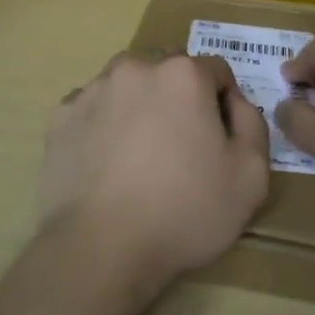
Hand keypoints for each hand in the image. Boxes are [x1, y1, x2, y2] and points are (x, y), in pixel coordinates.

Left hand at [38, 52, 269, 297]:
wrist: (101, 247)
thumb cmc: (184, 211)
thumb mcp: (250, 176)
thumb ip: (252, 124)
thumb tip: (235, 102)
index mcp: (183, 74)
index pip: (216, 70)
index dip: (225, 102)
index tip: (221, 139)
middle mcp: (135, 67)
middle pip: (169, 69)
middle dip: (181, 96)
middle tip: (182, 145)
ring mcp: (93, 89)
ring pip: (128, 84)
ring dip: (141, 104)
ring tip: (142, 152)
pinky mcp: (61, 116)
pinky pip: (94, 108)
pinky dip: (105, 123)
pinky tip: (108, 162)